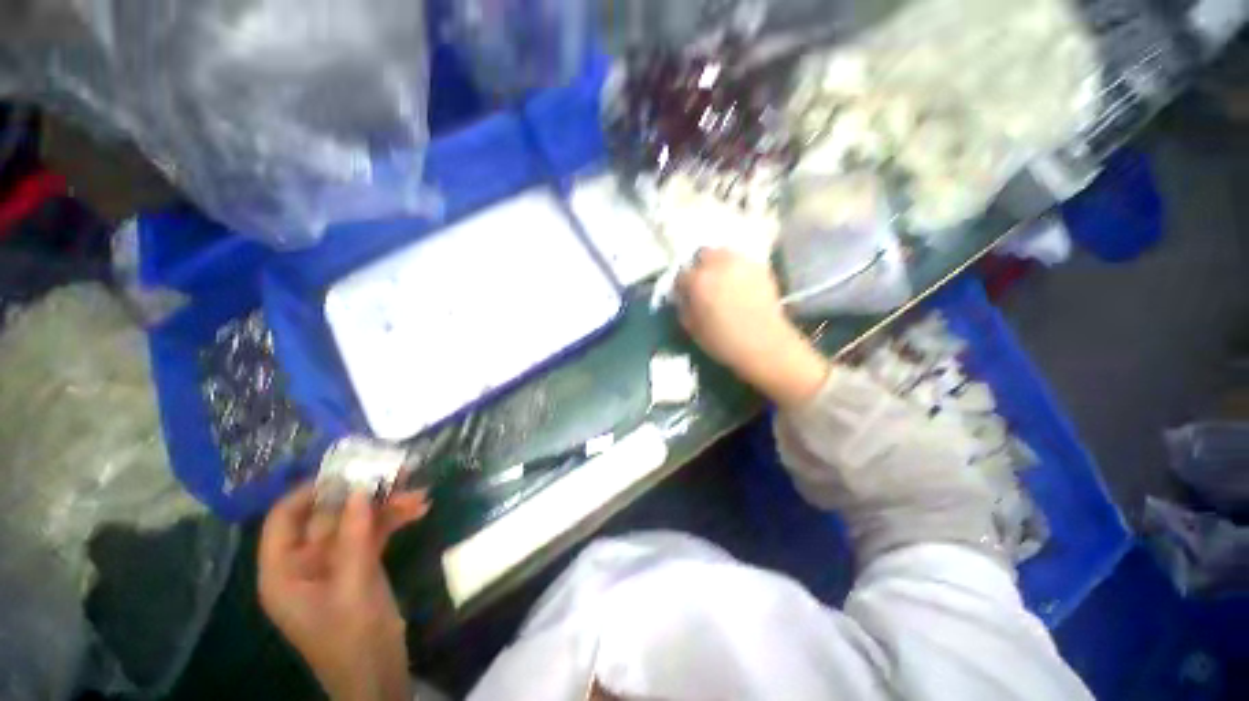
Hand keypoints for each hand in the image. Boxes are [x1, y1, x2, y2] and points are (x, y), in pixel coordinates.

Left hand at [259, 485, 428, 700]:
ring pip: (357, 521)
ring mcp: (336, 562)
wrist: (379, 673)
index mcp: (284, 571)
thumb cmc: (353, 638)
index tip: (347, 469)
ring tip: (418, 490)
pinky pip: (375, 532)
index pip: (284, 518)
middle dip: (362, 494)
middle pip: (329, 515)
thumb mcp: (353, 586)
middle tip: (395, 470)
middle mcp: (306, 562)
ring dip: (386, 505)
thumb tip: (361, 489)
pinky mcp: (361, 564)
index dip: (311, 490)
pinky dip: (395, 520)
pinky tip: (420, 508)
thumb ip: (355, 537)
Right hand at [676, 248, 828, 406]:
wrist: (765, 345)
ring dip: (718, 263)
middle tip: (703, 283)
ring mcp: (741, 263)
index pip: (681, 274)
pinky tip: (738, 283)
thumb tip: (683, 296)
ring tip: (721, 280)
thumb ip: (684, 307)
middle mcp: (718, 265)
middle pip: (703, 254)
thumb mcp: (692, 329)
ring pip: (723, 253)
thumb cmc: (723, 341)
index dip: (681, 285)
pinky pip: (741, 261)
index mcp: (698, 281)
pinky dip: (736, 268)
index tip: (684, 295)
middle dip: (700, 267)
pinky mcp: (760, 267)